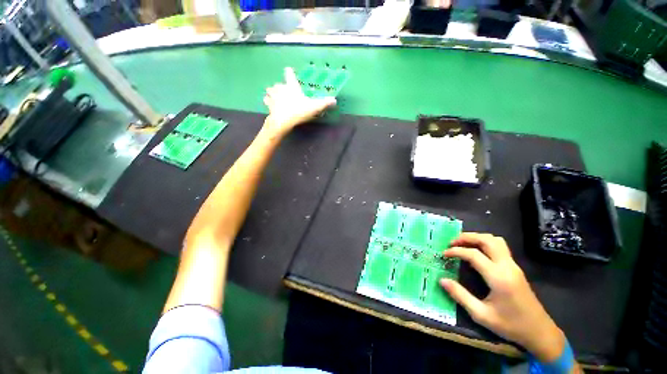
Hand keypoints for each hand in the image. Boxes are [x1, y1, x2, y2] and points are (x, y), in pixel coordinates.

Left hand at [263, 67, 336, 134]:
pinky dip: (267, 100)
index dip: (289, 72)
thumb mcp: (314, 107)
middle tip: (281, 87)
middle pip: (278, 84)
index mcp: (292, 86)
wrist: (281, 122)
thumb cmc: (297, 111)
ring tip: (272, 93)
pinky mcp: (268, 105)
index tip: (288, 69)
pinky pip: (266, 100)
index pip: (290, 75)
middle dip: (279, 85)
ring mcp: (273, 97)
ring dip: (271, 91)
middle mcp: (281, 89)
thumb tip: (334, 100)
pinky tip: (268, 102)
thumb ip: (324, 103)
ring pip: (270, 90)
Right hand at [440, 233, 565, 361]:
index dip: (457, 252)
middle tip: (452, 243)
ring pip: (497, 241)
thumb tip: (443, 281)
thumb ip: (461, 296)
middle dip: (469, 237)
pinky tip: (481, 254)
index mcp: (497, 276)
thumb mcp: (481, 314)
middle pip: (488, 240)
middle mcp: (507, 265)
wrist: (533, 326)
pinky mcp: (516, 269)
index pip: (475, 255)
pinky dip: (489, 244)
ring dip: (481, 238)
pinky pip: (502, 248)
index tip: (443, 254)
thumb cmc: (507, 324)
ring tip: (465, 244)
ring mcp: (513, 265)